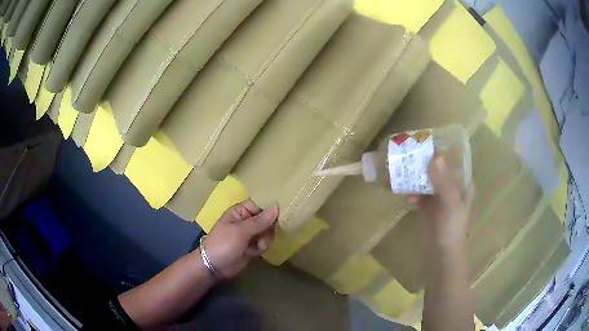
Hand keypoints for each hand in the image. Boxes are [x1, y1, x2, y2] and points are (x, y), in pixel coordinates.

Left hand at [202, 200, 277, 277]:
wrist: (214, 267)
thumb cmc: (223, 244)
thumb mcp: (241, 231)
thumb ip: (260, 221)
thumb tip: (277, 207)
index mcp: (240, 211)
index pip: (260, 205)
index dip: (269, 210)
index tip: (280, 216)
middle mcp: (246, 220)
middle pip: (266, 219)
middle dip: (268, 228)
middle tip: (265, 235)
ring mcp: (249, 234)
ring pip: (267, 232)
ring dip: (266, 239)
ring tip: (259, 246)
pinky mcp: (252, 246)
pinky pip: (264, 242)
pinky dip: (262, 247)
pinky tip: (255, 252)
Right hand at [408, 155, 473, 250]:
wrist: (440, 253)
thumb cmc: (451, 227)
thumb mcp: (450, 203)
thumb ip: (443, 181)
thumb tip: (435, 157)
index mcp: (462, 184)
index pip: (453, 161)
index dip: (441, 151)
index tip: (426, 143)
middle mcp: (451, 187)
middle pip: (437, 169)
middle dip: (425, 163)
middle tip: (410, 155)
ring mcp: (439, 197)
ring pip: (427, 181)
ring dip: (416, 179)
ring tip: (404, 174)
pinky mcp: (428, 207)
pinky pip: (419, 195)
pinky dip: (413, 194)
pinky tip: (407, 197)